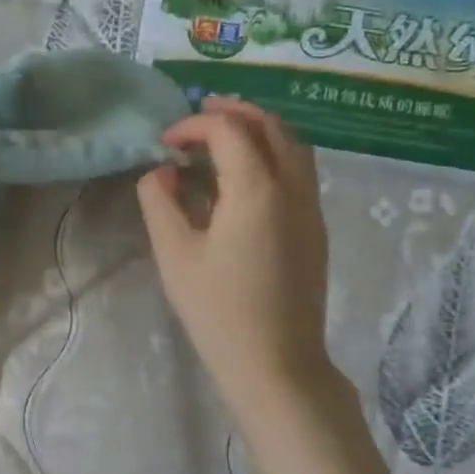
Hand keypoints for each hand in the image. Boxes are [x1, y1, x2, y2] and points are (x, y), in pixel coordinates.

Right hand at [137, 97, 339, 407]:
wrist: (277, 361)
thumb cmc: (217, 309)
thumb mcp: (173, 253)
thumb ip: (160, 201)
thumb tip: (162, 171)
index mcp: (257, 190)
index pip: (229, 129)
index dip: (193, 125)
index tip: (164, 144)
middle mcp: (293, 188)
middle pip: (271, 125)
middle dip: (233, 112)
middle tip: (197, 114)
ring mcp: (310, 207)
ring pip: (293, 144)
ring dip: (257, 128)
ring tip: (221, 135)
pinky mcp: (314, 226)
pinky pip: (299, 168)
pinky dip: (271, 151)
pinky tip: (242, 173)